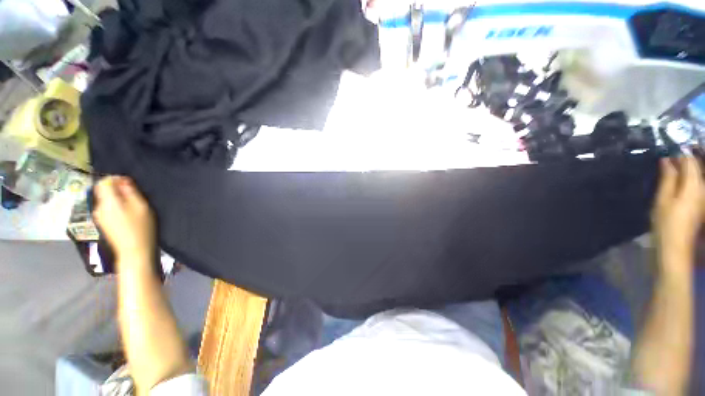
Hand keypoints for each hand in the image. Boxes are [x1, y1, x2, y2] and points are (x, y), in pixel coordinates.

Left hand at [92, 176, 155, 270]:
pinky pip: (106, 208)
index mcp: (108, 202)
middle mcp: (99, 207)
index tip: (129, 183)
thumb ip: (131, 192)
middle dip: (116, 188)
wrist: (134, 251)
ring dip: (116, 197)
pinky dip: (114, 205)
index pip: (104, 182)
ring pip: (105, 199)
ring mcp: (99, 216)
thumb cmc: (141, 228)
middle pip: (102, 190)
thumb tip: (123, 180)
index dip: (115, 179)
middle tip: (133, 194)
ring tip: (132, 205)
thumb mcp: (141, 207)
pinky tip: (126, 213)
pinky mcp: (102, 223)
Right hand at [652, 156, 704, 272]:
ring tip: (672, 166)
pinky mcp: (701, 203)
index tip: (667, 147)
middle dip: (686, 158)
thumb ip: (667, 178)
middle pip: (698, 166)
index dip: (680, 151)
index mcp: (694, 185)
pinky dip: (689, 177)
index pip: (690, 160)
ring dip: (688, 167)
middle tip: (670, 155)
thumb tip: (667, 160)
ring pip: (699, 174)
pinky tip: (678, 179)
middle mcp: (704, 187)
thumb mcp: (663, 199)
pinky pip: (698, 183)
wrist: (676, 247)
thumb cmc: (666, 223)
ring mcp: (704, 196)